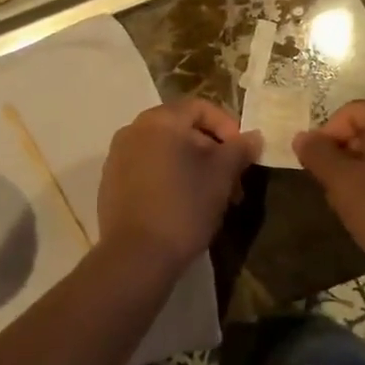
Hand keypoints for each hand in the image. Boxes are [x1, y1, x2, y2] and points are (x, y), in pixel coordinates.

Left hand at [96, 97, 260, 276]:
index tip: (243, 154)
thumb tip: (253, 136)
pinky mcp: (110, 183)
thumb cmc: (184, 206)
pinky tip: (184, 206)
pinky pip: (147, 169)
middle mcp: (133, 130)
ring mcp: (117, 156)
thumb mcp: (221, 176)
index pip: (200, 107)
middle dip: (212, 152)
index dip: (228, 127)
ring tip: (213, 198)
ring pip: (166, 151)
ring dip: (193, 167)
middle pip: (182, 129)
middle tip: (233, 183)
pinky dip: (170, 178)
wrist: (136, 256)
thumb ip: (239, 150)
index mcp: (159, 120)